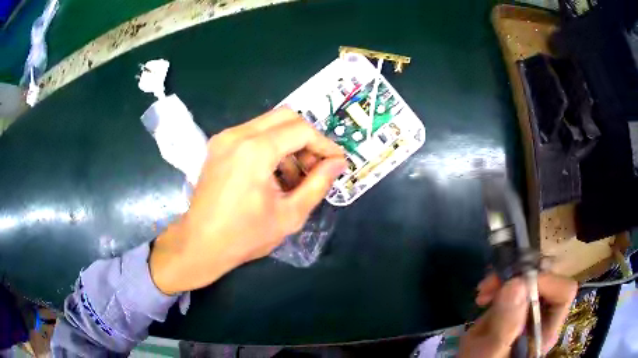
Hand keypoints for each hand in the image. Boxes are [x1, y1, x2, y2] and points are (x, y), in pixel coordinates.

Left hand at [149, 108, 345, 294]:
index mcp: (255, 151)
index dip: (324, 144)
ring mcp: (225, 137)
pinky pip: (253, 133)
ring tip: (295, 176)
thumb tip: (338, 163)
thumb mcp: (290, 215)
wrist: (200, 244)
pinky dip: (271, 146)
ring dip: (289, 143)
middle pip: (286, 117)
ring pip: (269, 124)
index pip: (301, 130)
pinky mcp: (218, 145)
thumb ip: (318, 184)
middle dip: (307, 139)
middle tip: (316, 166)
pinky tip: (274, 174)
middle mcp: (237, 134)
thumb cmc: (245, 236)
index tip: (336, 162)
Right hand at [458, 273, 576, 357]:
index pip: (563, 292)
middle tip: (493, 283)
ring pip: (531, 278)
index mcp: (546, 330)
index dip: (545, 281)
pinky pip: (514, 284)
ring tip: (483, 291)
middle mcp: (544, 317)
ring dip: (506, 278)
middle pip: (547, 281)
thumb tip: (516, 283)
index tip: (515, 283)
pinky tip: (483, 297)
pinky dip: (498, 284)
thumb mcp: (490, 351)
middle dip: (521, 276)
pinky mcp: (515, 308)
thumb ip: (505, 326)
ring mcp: (529, 311)